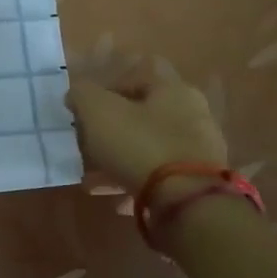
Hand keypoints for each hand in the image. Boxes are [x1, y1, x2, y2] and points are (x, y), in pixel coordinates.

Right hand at [64, 59, 227, 197]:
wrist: (187, 203)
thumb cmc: (140, 145)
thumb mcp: (98, 112)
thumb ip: (83, 95)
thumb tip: (77, 94)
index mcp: (173, 89)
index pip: (138, 74)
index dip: (107, 87)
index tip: (84, 108)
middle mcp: (192, 114)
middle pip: (143, 114)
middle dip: (112, 129)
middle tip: (87, 144)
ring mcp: (199, 150)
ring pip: (149, 148)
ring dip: (121, 161)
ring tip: (93, 180)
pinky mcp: (198, 182)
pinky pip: (161, 178)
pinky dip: (137, 185)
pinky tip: (117, 201)